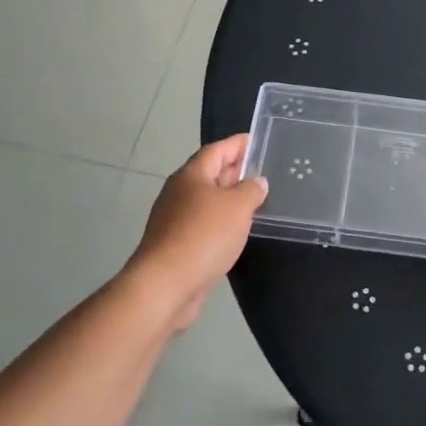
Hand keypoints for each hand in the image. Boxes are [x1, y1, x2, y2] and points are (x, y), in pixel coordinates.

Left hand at [126, 135, 268, 330]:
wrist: (165, 285)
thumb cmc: (203, 236)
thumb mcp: (237, 207)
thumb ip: (251, 190)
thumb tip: (257, 182)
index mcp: (191, 175)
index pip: (216, 149)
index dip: (237, 144)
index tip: (256, 141)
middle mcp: (179, 192)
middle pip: (209, 173)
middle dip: (233, 170)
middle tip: (260, 170)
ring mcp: (174, 219)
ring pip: (206, 200)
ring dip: (228, 198)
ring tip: (253, 201)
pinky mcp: (175, 244)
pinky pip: (202, 223)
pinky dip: (220, 221)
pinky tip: (235, 231)